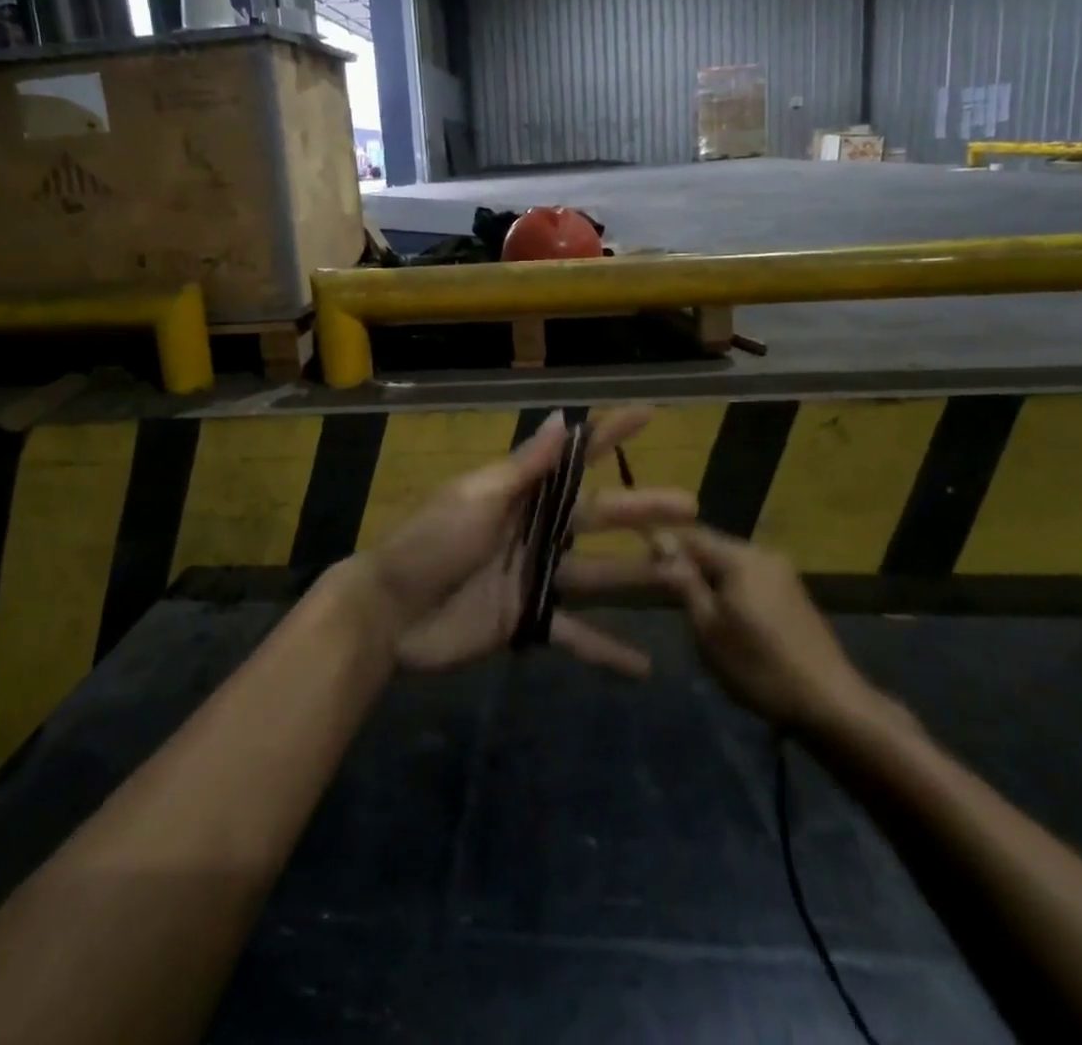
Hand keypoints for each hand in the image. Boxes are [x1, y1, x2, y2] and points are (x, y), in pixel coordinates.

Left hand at [365, 408, 695, 676]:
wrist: (389, 613)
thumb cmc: (430, 543)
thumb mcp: (476, 498)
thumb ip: (524, 467)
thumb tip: (561, 419)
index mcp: (520, 494)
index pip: (574, 458)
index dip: (609, 434)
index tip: (648, 415)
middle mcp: (535, 530)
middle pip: (599, 516)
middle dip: (643, 509)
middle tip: (691, 505)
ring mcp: (534, 577)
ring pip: (598, 575)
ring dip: (639, 578)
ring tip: (683, 581)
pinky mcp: (528, 620)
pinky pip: (574, 634)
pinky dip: (606, 650)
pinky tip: (644, 667)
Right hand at [651, 527, 885, 735]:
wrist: (831, 704)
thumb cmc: (759, 666)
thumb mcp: (709, 628)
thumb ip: (684, 581)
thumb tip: (660, 541)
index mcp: (741, 557)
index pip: (690, 535)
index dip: (663, 545)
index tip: (642, 564)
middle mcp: (764, 553)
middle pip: (713, 547)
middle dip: (687, 563)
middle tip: (662, 590)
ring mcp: (783, 573)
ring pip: (732, 564)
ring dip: (709, 577)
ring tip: (690, 606)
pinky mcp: (794, 593)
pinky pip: (750, 578)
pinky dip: (731, 589)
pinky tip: (725, 616)